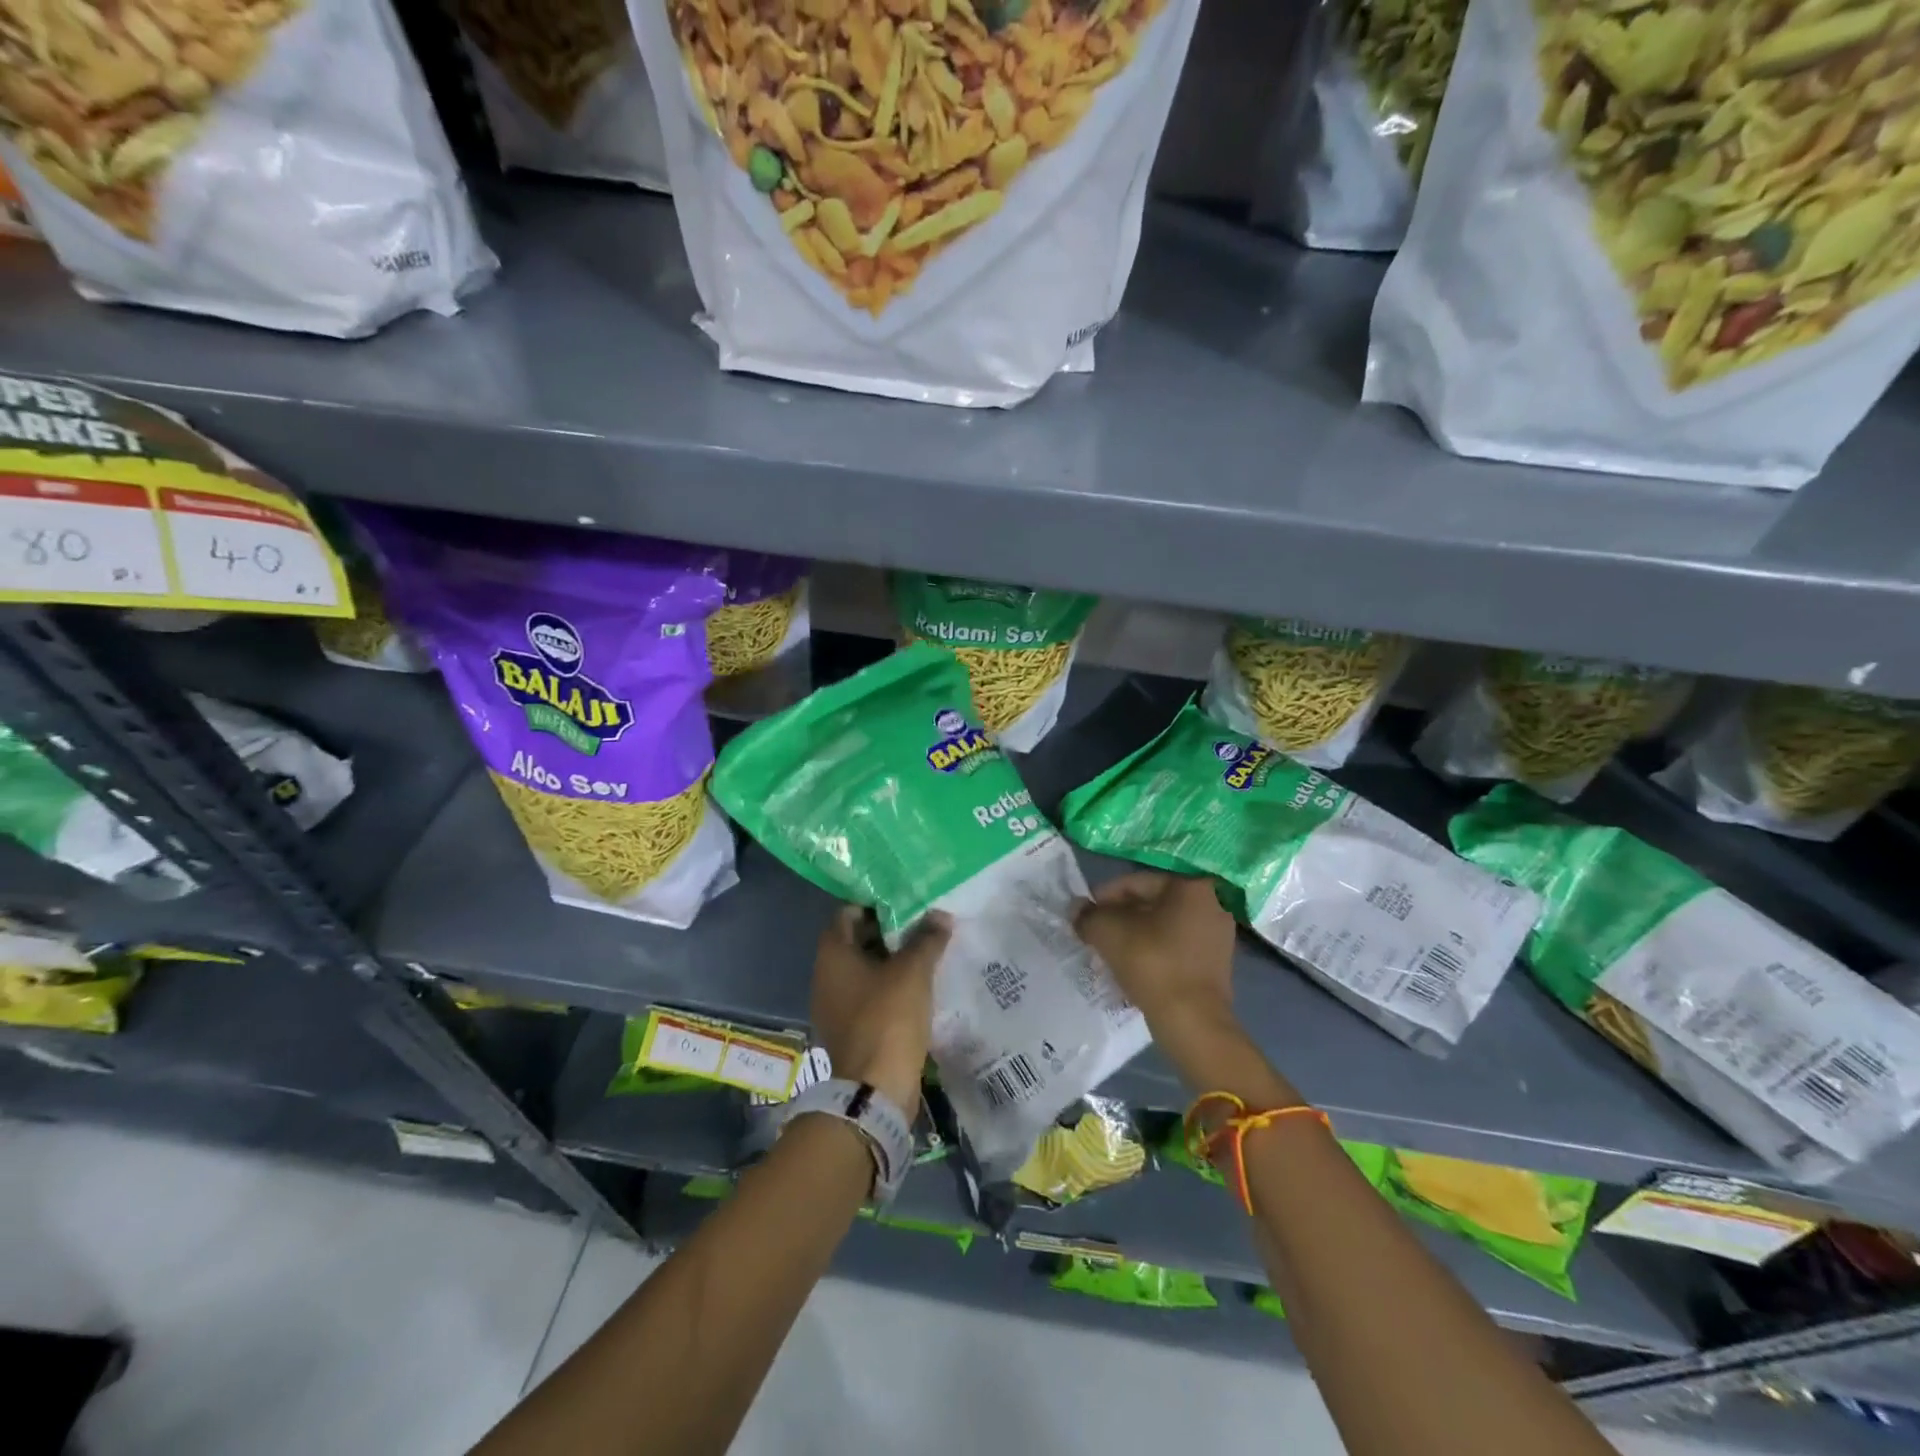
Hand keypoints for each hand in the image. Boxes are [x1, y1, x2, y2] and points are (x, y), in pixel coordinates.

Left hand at [811, 906, 950, 1117]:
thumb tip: (940, 915)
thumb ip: (927, 939)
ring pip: (865, 971)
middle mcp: (826, 976)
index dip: (875, 905)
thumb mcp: (913, 971)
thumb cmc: (888, 1018)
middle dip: (889, 932)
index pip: (847, 914)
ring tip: (926, 953)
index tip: (905, 902)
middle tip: (922, 925)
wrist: (876, 1089)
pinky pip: (869, 996)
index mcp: (832, 955)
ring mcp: (835, 1006)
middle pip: (856, 942)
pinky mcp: (850, 1030)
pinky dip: (890, 988)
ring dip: (892, 962)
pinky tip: (918, 987)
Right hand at [1074, 871, 1235, 1031]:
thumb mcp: (1108, 932)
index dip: (1104, 897)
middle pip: (1151, 903)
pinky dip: (1153, 951)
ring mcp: (1218, 934)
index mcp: (1190, 886)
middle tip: (1095, 934)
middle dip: (1119, 917)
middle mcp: (1211, 903)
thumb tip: (1077, 910)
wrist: (1192, 1021)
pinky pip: (1175, 946)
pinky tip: (1131, 967)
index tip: (1085, 916)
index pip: (1136, 882)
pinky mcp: (1216, 963)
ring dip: (1134, 935)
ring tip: (1109, 952)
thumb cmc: (1152, 963)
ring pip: (1162, 926)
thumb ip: (1088, 915)